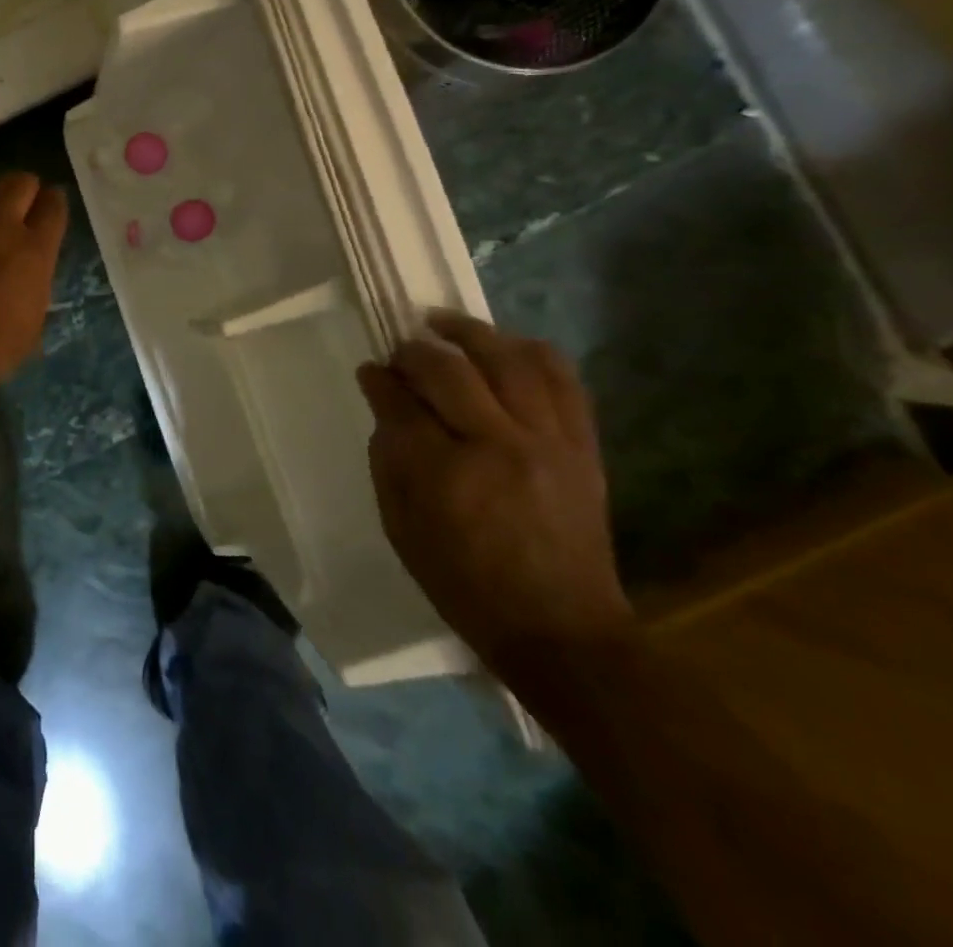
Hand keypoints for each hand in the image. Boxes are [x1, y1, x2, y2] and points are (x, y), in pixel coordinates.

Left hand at [0, 173, 67, 397]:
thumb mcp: (33, 323)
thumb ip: (36, 282)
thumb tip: (32, 268)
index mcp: (33, 250)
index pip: (53, 205)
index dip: (55, 203)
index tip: (51, 209)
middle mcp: (0, 225)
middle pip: (19, 182)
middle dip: (26, 190)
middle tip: (22, 207)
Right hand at [357, 311, 634, 680]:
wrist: (560, 628)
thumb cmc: (462, 582)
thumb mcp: (401, 526)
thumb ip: (388, 457)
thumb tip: (384, 402)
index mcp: (443, 473)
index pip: (400, 402)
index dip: (379, 378)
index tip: (370, 370)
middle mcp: (497, 445)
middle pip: (448, 369)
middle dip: (414, 351)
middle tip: (401, 352)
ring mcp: (547, 441)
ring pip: (508, 359)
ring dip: (470, 333)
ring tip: (445, 324)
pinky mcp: (582, 445)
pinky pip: (561, 378)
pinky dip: (529, 351)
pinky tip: (503, 346)